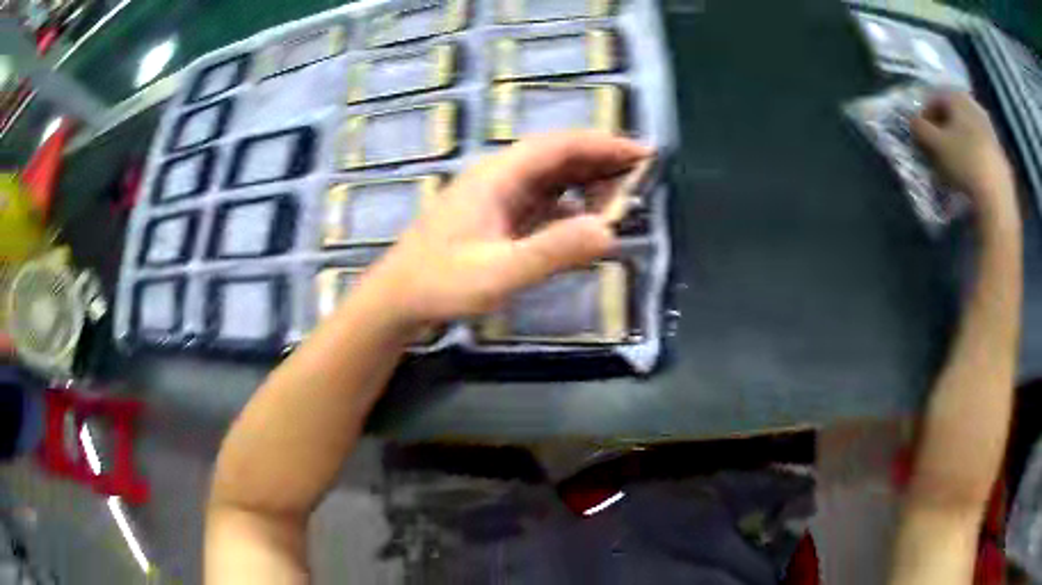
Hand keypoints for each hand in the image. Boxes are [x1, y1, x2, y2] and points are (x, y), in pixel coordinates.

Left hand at [364, 131, 649, 324]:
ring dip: (586, 181)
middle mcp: (498, 176)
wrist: (396, 298)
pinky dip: (568, 203)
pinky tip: (582, 219)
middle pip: (557, 156)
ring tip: (621, 197)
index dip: (603, 144)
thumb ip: (552, 252)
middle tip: (641, 175)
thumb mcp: (497, 273)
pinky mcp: (494, 215)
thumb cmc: (440, 284)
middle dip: (601, 160)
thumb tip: (609, 231)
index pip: (559, 146)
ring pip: (550, 176)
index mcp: (497, 176)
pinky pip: (540, 199)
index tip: (641, 153)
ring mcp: (495, 195)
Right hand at [912, 92, 1015, 222]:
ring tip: (953, 162)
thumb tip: (913, 122)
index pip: (934, 98)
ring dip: (959, 142)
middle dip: (944, 127)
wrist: (998, 196)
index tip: (921, 135)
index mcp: (957, 97)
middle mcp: (974, 105)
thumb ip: (919, 128)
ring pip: (968, 129)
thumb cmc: (964, 162)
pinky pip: (980, 147)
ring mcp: (989, 129)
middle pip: (954, 113)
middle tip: (937, 146)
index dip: (925, 115)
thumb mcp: (934, 144)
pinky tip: (969, 172)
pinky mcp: (999, 152)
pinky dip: (972, 155)